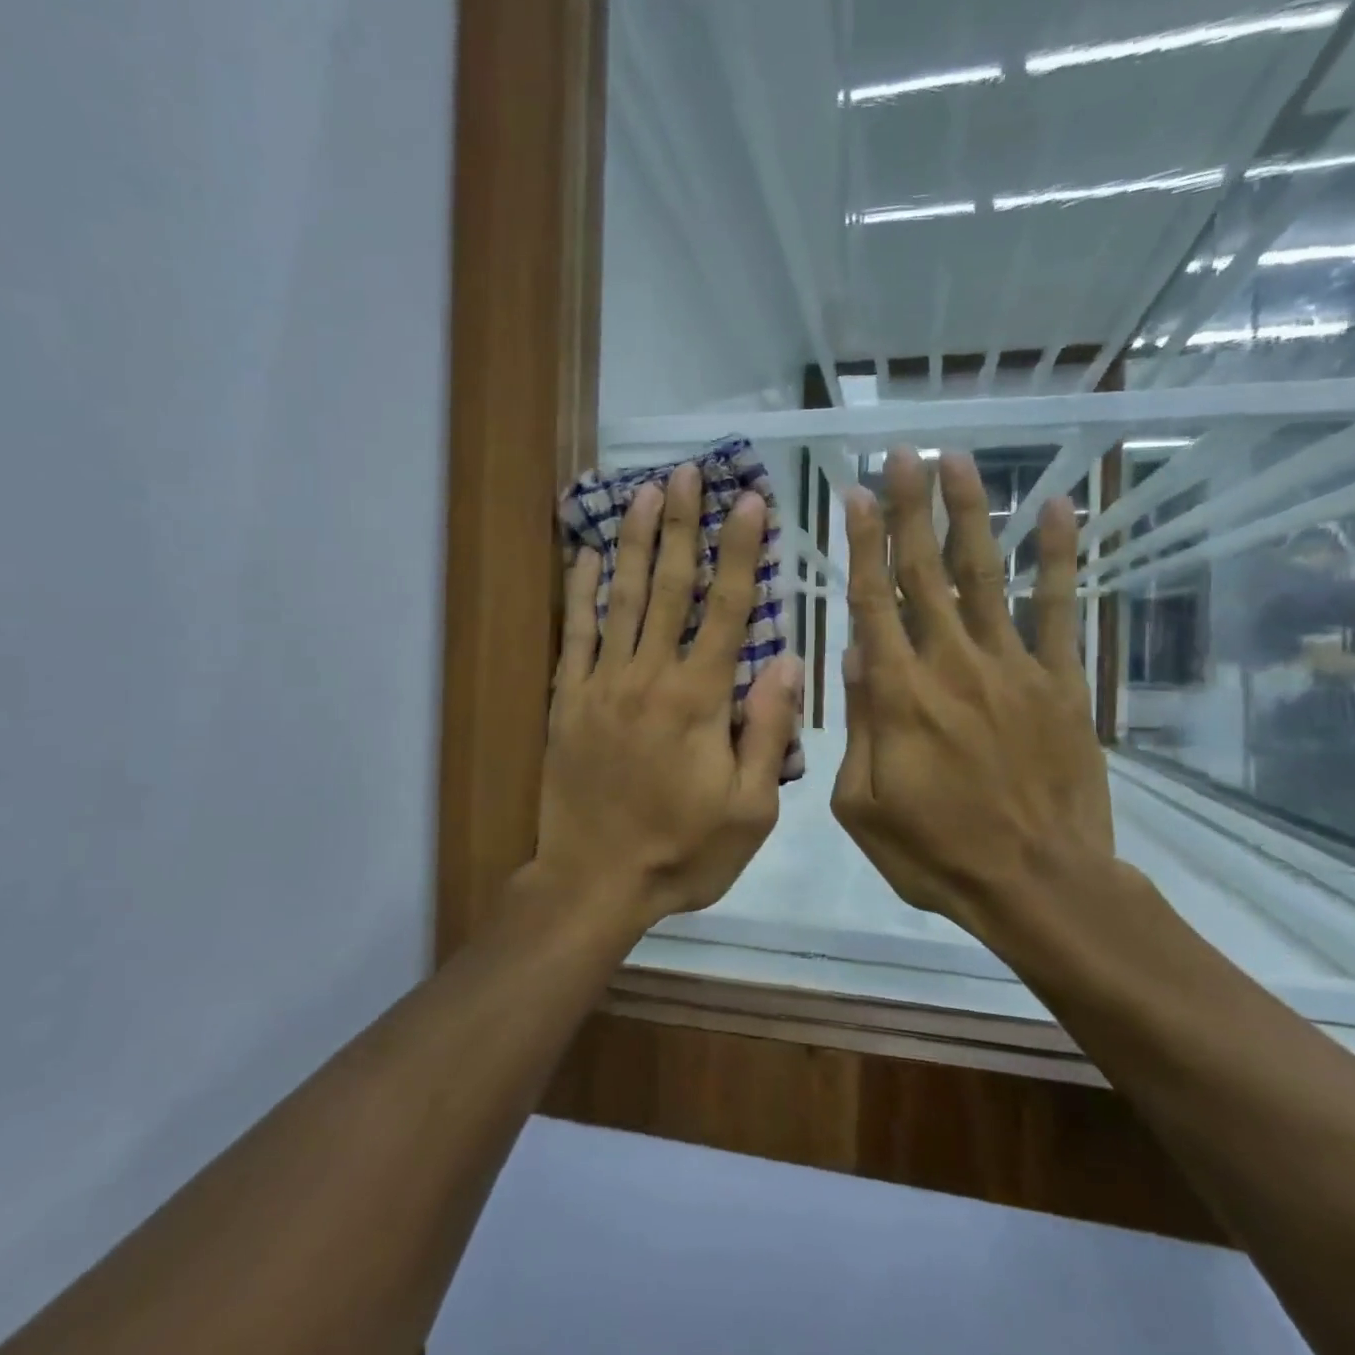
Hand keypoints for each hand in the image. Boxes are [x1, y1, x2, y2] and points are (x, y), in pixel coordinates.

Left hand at [537, 463, 803, 924]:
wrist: (594, 882)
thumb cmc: (682, 852)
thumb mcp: (750, 811)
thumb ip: (767, 732)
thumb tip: (787, 661)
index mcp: (700, 700)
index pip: (728, 609)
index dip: (741, 552)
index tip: (750, 501)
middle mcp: (650, 677)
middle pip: (669, 586)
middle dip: (682, 525)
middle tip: (687, 472)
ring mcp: (602, 684)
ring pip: (620, 597)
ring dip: (633, 540)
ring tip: (644, 491)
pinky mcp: (568, 700)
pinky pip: (574, 634)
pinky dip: (580, 590)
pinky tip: (584, 552)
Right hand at [829, 448, 1115, 939]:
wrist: (1039, 885)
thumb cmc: (937, 853)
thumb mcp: (862, 807)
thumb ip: (853, 729)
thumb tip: (852, 659)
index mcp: (898, 696)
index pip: (873, 603)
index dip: (862, 545)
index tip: (853, 496)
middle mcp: (951, 665)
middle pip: (924, 573)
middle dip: (908, 509)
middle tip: (900, 454)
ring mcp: (1012, 668)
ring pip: (984, 575)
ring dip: (969, 514)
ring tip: (957, 460)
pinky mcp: (1061, 681)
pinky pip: (1060, 609)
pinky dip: (1057, 557)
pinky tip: (1054, 508)